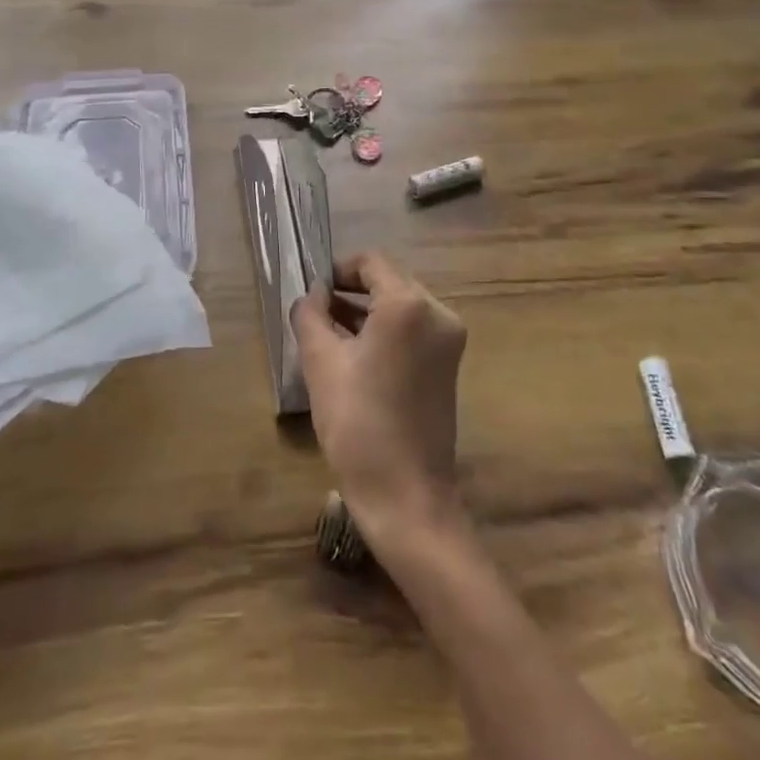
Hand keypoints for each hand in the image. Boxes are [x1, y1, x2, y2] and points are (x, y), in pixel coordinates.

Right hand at [290, 251, 467, 545]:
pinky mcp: (448, 365)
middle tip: (315, 314)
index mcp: (409, 304)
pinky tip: (355, 356)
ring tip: (328, 335)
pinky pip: (412, 331)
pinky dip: (384, 333)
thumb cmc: (358, 423)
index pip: (370, 262)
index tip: (312, 292)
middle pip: (388, 281)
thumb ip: (310, 314)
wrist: (406, 496)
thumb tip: (313, 295)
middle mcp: (437, 313)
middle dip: (350, 292)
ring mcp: (448, 341)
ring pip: (400, 307)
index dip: (337, 270)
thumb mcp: (321, 362)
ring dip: (365, 313)